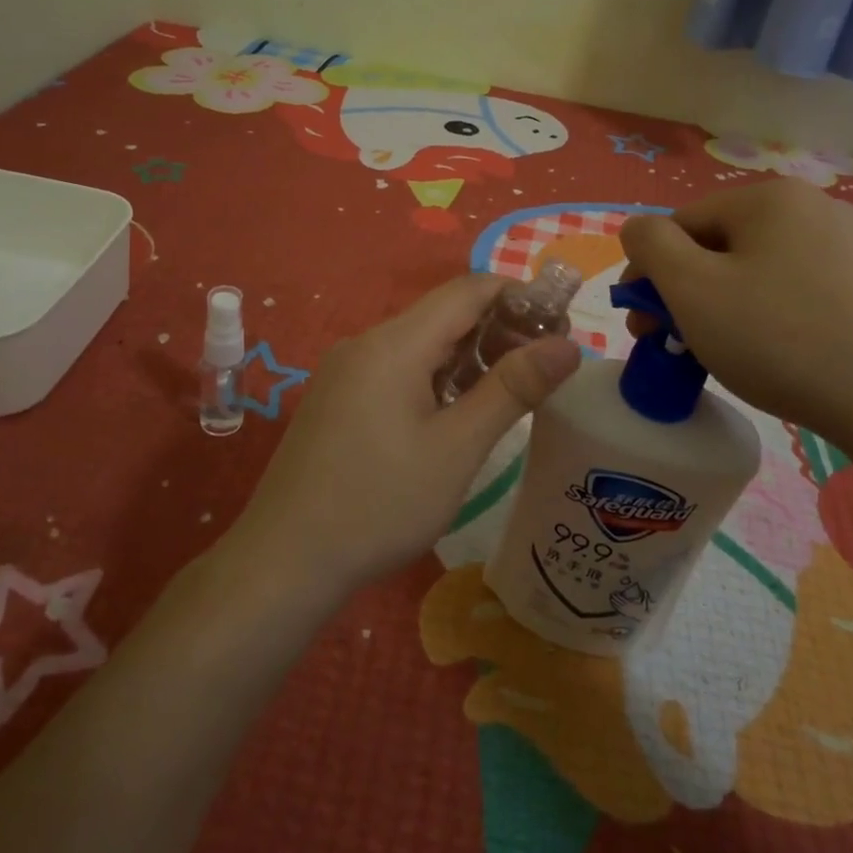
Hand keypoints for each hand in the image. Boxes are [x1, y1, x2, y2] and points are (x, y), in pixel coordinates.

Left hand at [225, 275, 582, 598]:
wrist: (284, 562)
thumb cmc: (380, 503)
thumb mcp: (457, 448)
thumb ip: (513, 389)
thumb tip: (568, 345)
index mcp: (394, 343)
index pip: (467, 290)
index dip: (518, 296)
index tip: (560, 326)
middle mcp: (366, 343)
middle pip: (443, 315)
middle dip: (498, 329)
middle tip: (544, 367)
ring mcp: (346, 371)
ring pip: (420, 344)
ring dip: (468, 357)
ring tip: (510, 392)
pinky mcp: (337, 399)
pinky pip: (396, 369)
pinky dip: (436, 378)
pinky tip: (456, 414)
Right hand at [619, 180, 852, 450]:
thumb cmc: (779, 339)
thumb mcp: (692, 289)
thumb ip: (651, 245)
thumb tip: (639, 228)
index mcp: (771, 198)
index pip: (683, 223)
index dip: (651, 271)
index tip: (642, 322)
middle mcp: (816, 207)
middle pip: (723, 245)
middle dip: (687, 291)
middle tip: (673, 342)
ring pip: (761, 269)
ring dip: (726, 304)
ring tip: (721, 353)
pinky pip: (800, 289)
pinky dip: (772, 315)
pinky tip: (775, 354)